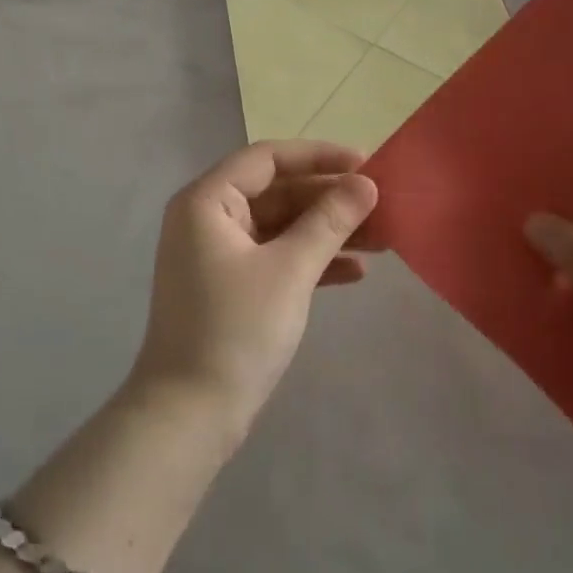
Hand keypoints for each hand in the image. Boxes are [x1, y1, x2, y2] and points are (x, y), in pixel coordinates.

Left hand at [131, 141, 381, 442]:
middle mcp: (207, 218)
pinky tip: (355, 272)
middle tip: (381, 204)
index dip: (318, 157)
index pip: (267, 158)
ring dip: (327, 231)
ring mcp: (217, 254)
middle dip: (329, 199)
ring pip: (280, 226)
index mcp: (207, 201)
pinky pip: (275, 257)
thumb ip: (329, 221)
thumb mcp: (290, 270)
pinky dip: (310, 260)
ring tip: (382, 238)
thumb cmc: (236, 330)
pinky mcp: (229, 286)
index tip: (365, 164)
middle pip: (276, 192)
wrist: (190, 415)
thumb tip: (367, 184)